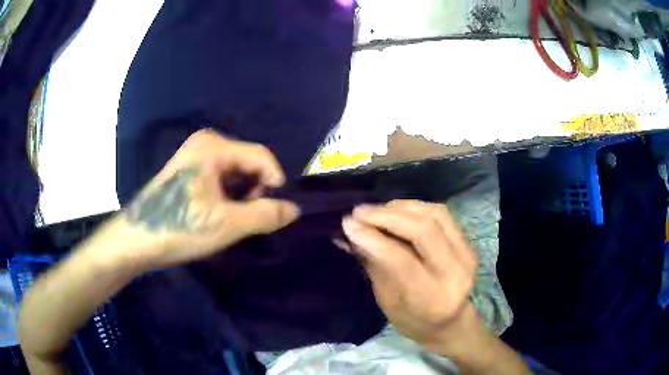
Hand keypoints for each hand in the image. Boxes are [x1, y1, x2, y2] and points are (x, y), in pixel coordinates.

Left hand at [112, 129, 298, 269]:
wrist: (137, 239)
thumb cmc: (180, 227)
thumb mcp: (227, 224)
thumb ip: (265, 215)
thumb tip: (294, 210)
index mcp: (213, 147)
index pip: (261, 156)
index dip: (275, 182)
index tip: (276, 211)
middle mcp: (206, 144)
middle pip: (248, 163)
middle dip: (255, 191)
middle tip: (249, 219)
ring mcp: (195, 156)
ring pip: (235, 173)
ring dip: (242, 196)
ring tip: (233, 221)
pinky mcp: (189, 171)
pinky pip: (221, 178)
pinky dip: (228, 196)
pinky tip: (220, 215)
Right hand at [341, 200, 477, 351]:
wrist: (450, 322)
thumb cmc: (413, 320)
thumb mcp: (387, 301)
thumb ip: (374, 264)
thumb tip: (352, 231)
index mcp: (432, 298)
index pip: (401, 259)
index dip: (373, 238)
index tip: (348, 224)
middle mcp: (456, 273)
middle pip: (423, 229)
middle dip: (386, 215)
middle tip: (359, 212)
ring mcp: (466, 254)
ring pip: (434, 214)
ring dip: (401, 208)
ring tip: (375, 210)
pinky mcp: (468, 243)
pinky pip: (441, 213)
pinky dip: (415, 207)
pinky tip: (396, 210)